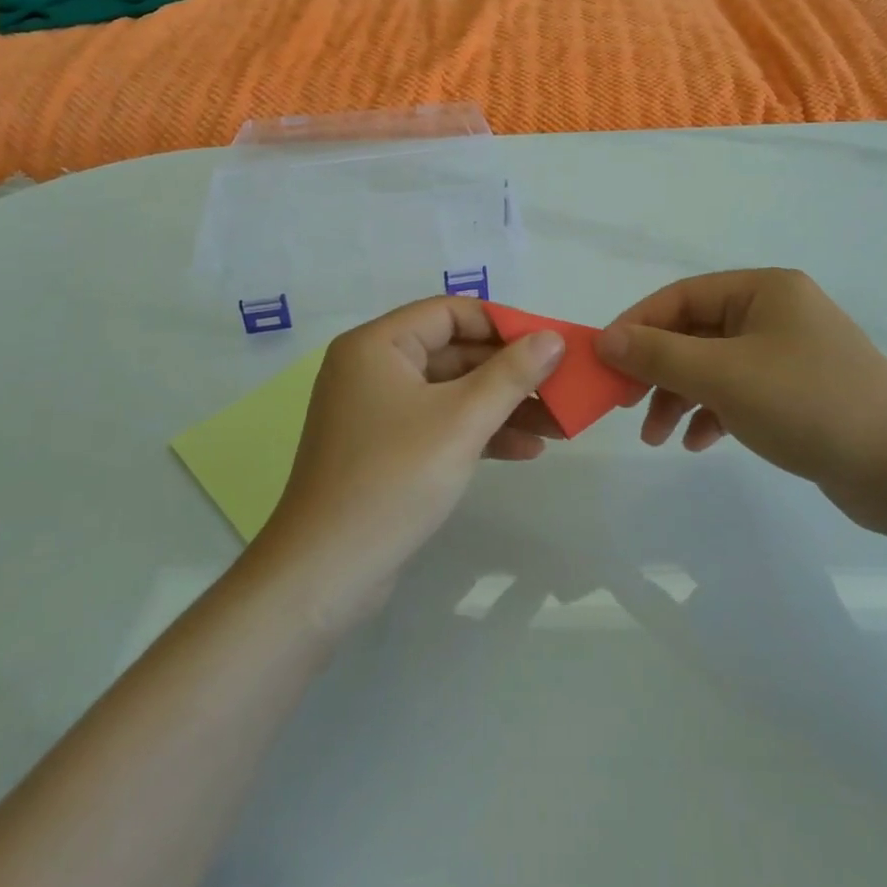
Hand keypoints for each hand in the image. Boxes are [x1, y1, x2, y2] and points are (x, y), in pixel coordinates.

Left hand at [254, 297, 564, 629]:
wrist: (324, 573)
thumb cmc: (393, 480)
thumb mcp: (461, 421)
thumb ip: (511, 375)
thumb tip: (553, 338)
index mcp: (378, 345)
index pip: (450, 312)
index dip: (504, 324)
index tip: (550, 345)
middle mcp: (373, 368)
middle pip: (454, 352)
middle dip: (511, 373)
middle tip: (562, 388)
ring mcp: (378, 411)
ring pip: (452, 393)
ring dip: (503, 406)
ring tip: (559, 425)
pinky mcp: (386, 449)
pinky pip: (440, 425)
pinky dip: (479, 433)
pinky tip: (526, 451)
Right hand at [597, 269, 886, 533]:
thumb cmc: (809, 404)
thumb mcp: (724, 375)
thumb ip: (660, 354)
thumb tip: (605, 339)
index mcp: (763, 290)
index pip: (681, 296)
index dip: (637, 325)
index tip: (603, 360)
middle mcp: (775, 313)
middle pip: (695, 332)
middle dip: (657, 369)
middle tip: (624, 402)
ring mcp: (788, 354)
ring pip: (713, 366)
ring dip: (680, 397)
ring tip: (656, 436)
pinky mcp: (797, 393)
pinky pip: (738, 393)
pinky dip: (712, 413)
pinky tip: (698, 443)